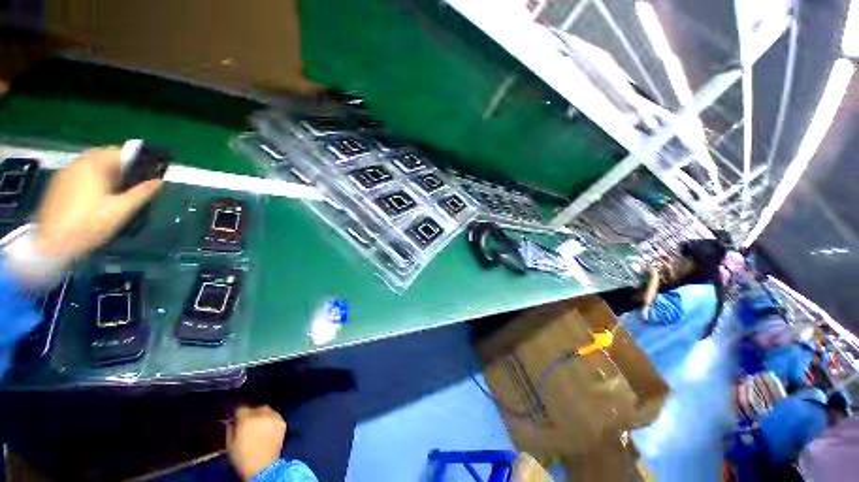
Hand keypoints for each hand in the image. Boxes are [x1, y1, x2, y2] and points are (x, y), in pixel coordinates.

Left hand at [33, 146, 161, 261]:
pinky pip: (80, 175)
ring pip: (91, 166)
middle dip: (120, 167)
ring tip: (116, 191)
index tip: (148, 173)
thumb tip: (159, 181)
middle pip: (104, 157)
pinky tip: (96, 197)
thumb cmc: (90, 224)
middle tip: (133, 183)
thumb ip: (142, 193)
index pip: (120, 152)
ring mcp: (65, 174)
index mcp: (94, 164)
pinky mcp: (57, 186)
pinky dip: (92, 180)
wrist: (52, 244)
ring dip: (105, 173)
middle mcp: (78, 163)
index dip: (137, 161)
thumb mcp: (122, 210)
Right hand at [227, 405, 286, 480]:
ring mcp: (274, 417)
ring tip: (259, 425)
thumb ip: (230, 429)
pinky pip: (275, 417)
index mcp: (246, 419)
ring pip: (267, 410)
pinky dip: (271, 420)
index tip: (237, 417)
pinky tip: (267, 429)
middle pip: (256, 407)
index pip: (241, 408)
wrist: (263, 467)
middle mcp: (261, 414)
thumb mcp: (230, 445)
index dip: (238, 413)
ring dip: (262, 415)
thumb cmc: (243, 458)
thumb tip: (231, 421)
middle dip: (252, 413)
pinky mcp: (282, 422)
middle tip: (249, 422)